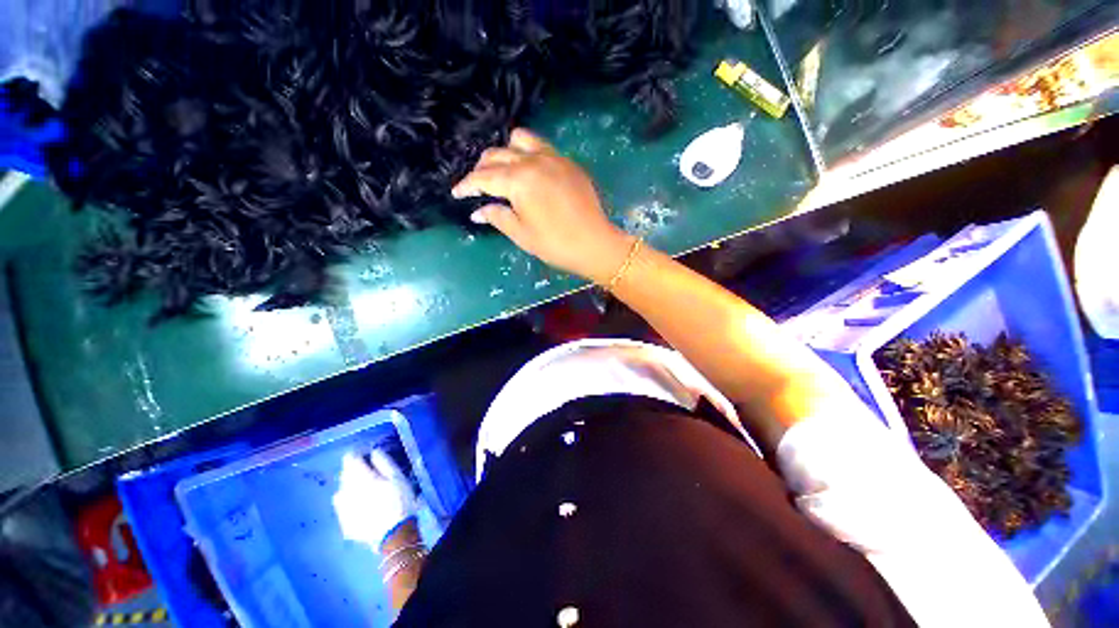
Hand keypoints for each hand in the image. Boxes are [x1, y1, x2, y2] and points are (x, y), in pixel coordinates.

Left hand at [333, 451, 416, 551]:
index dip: (359, 453)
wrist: (393, 535)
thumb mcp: (397, 476)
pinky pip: (344, 507)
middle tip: (372, 474)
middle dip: (355, 470)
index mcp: (358, 477)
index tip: (369, 456)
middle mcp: (344, 491)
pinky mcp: (343, 524)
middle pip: (344, 474)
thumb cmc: (399, 500)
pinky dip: (351, 503)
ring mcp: (341, 510)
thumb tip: (373, 452)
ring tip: (368, 491)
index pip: (349, 458)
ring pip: (342, 491)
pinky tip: (364, 508)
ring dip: (352, 487)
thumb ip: (383, 461)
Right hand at [452, 128, 633, 283]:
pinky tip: (529, 172)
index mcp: (518, 180)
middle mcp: (533, 160)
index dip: (467, 185)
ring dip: (505, 153)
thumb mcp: (522, 234)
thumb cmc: (555, 244)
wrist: (595, 244)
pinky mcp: (568, 162)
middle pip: (497, 154)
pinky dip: (527, 154)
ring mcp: (553, 157)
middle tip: (478, 187)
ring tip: (503, 172)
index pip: (483, 177)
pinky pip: (541, 147)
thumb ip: (497, 217)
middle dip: (482, 169)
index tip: (456, 193)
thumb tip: (478, 211)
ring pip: (519, 140)